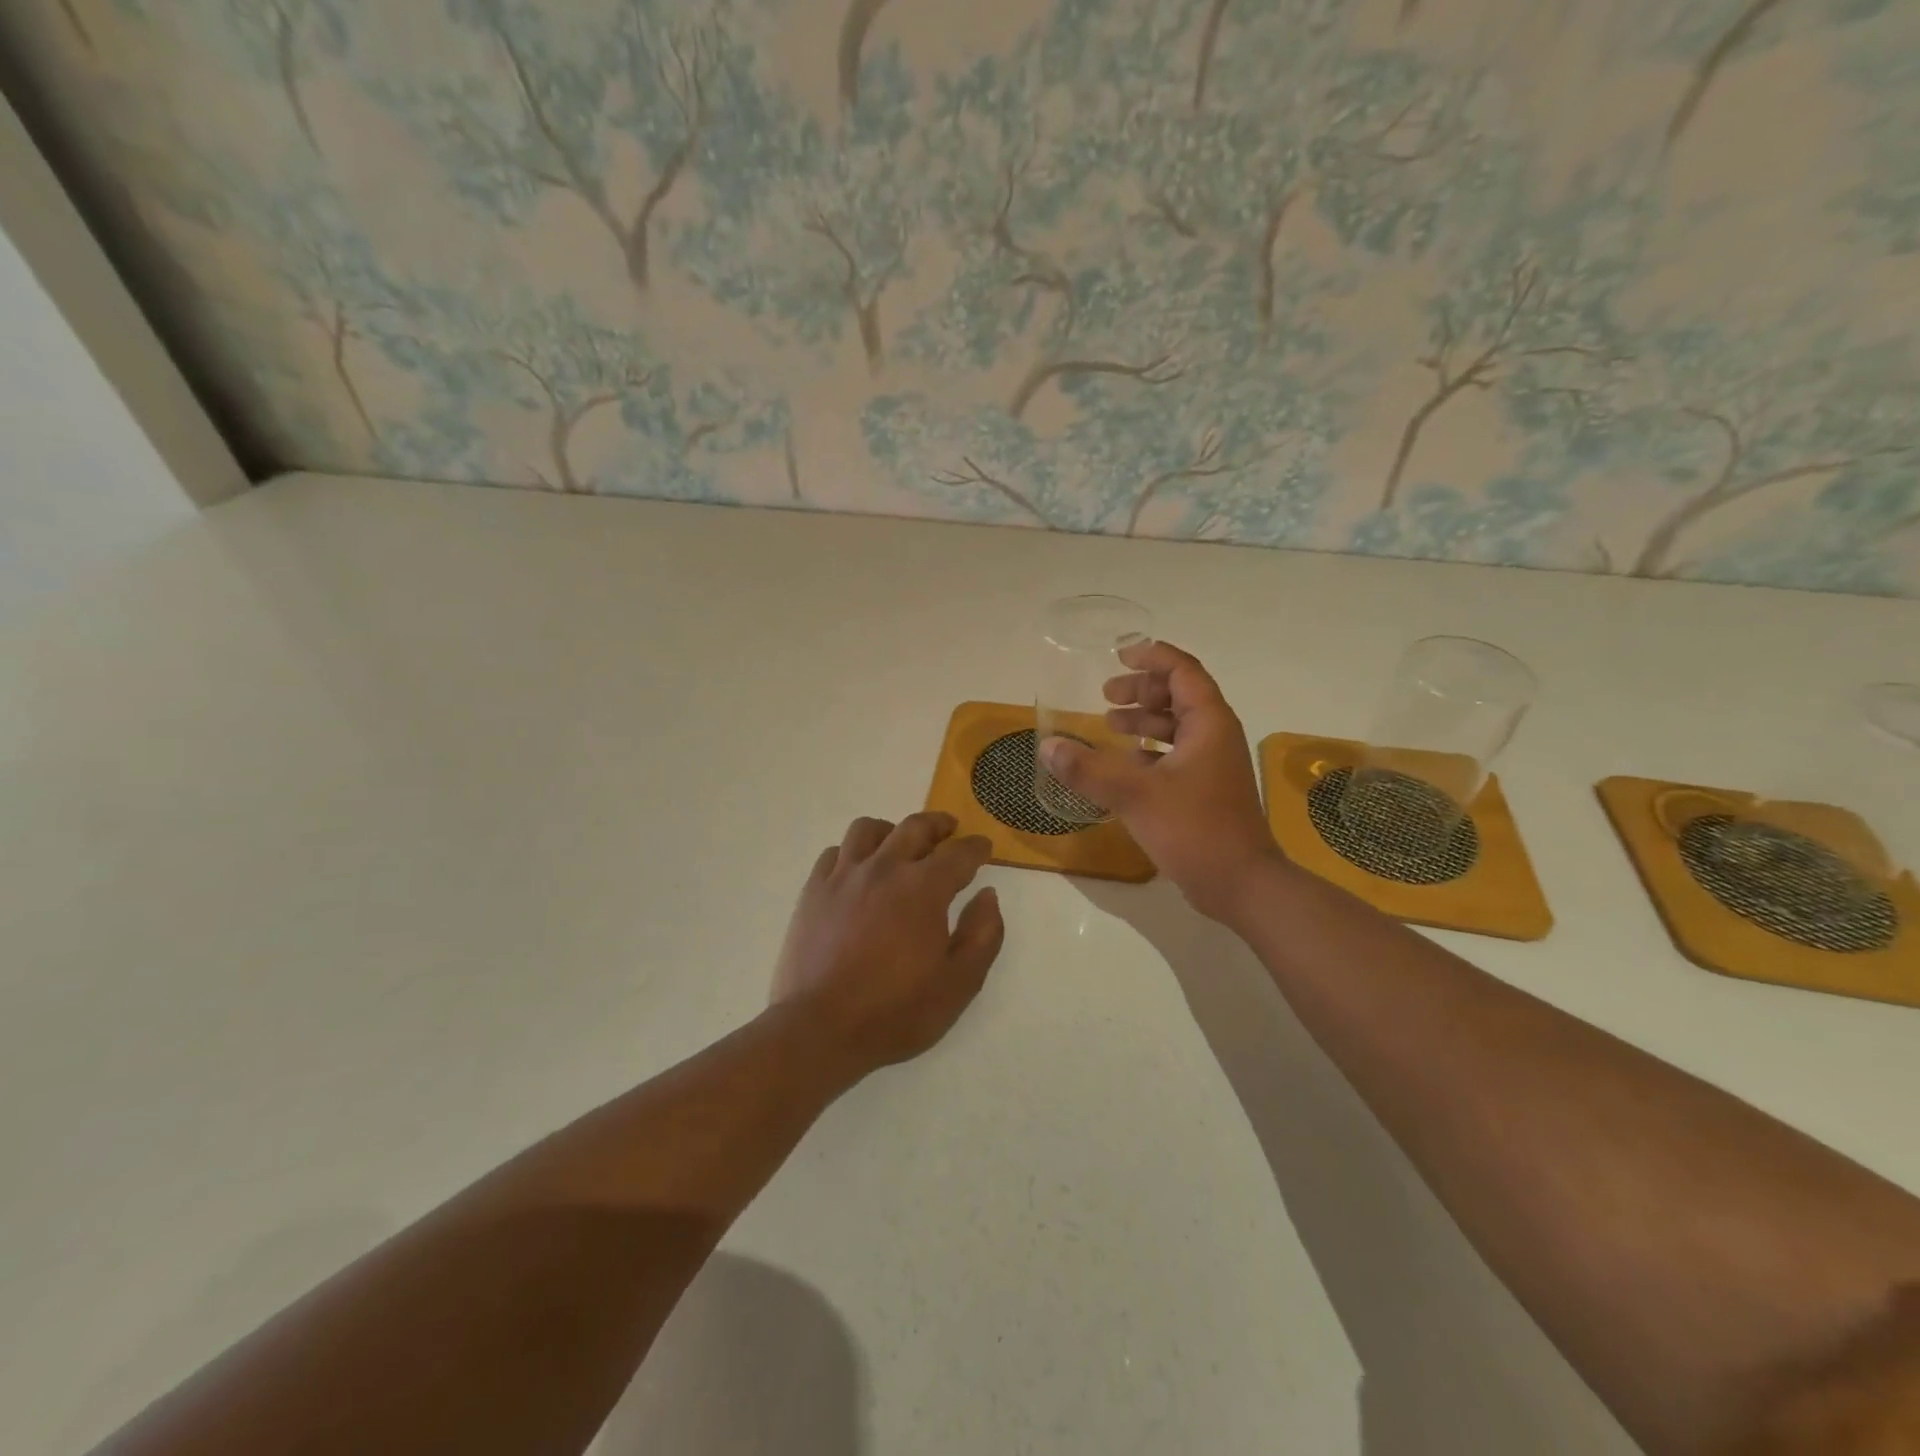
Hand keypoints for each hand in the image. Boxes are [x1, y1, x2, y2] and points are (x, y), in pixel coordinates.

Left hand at [772, 812, 1005, 1076]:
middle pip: (914, 827)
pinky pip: (835, 853)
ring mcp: (843, 876)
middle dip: (938, 824)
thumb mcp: (959, 983)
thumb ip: (983, 935)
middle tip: (948, 829)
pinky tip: (857, 871)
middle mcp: (884, 868)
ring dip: (891, 831)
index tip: (984, 847)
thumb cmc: (896, 1010)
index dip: (976, 848)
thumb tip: (988, 896)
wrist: (820, 1028)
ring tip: (898, 844)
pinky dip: (853, 852)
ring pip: (869, 829)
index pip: (959, 853)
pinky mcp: (814, 891)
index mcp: (924, 888)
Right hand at [1040, 641, 1281, 920]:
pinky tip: (1123, 763)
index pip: (1183, 671)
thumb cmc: (1195, 829)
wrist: (1241, 884)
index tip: (1119, 656)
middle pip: (1179, 696)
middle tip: (1105, 695)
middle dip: (1142, 690)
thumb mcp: (1135, 795)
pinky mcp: (1205, 791)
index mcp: (1208, 723)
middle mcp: (1214, 737)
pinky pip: (1174, 756)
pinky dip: (1148, 751)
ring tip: (1108, 724)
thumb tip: (1048, 747)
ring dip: (1143, 720)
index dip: (1153, 657)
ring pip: (1176, 727)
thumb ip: (1088, 769)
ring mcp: (1212, 765)